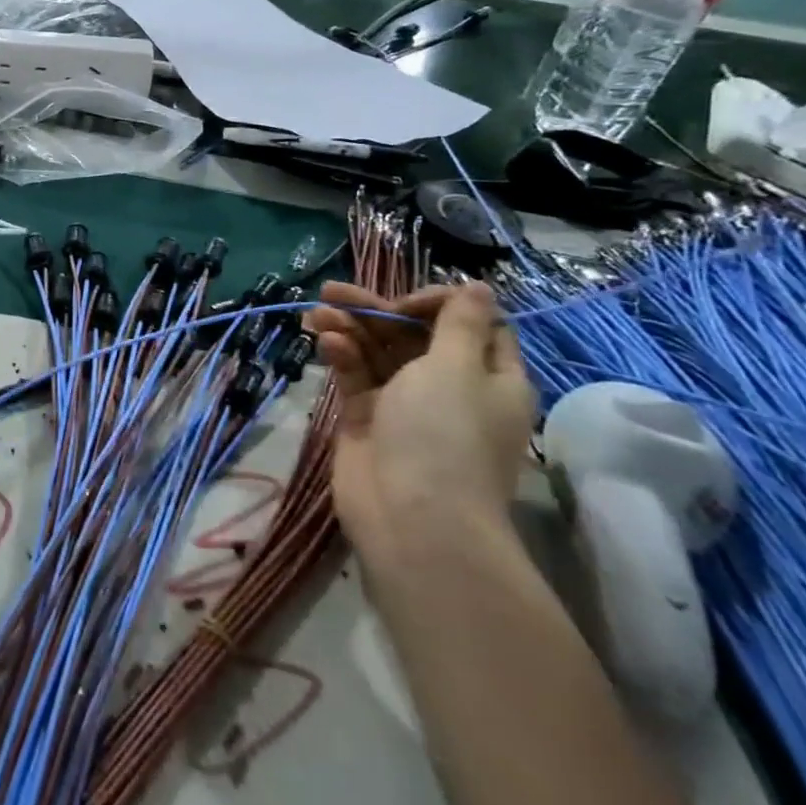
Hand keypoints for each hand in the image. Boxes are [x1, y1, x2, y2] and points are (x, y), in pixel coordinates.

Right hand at [305, 282, 536, 555]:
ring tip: (315, 311)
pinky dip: (342, 356)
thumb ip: (459, 322)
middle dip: (375, 310)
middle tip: (334, 291)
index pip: (471, 325)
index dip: (437, 304)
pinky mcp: (369, 419)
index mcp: (490, 377)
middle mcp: (451, 387)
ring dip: (349, 327)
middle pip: (414, 334)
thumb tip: (479, 286)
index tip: (407, 304)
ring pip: (378, 352)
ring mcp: (406, 405)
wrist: (411, 518)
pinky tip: (324, 341)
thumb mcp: (457, 367)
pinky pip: (356, 376)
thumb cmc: (444, 435)